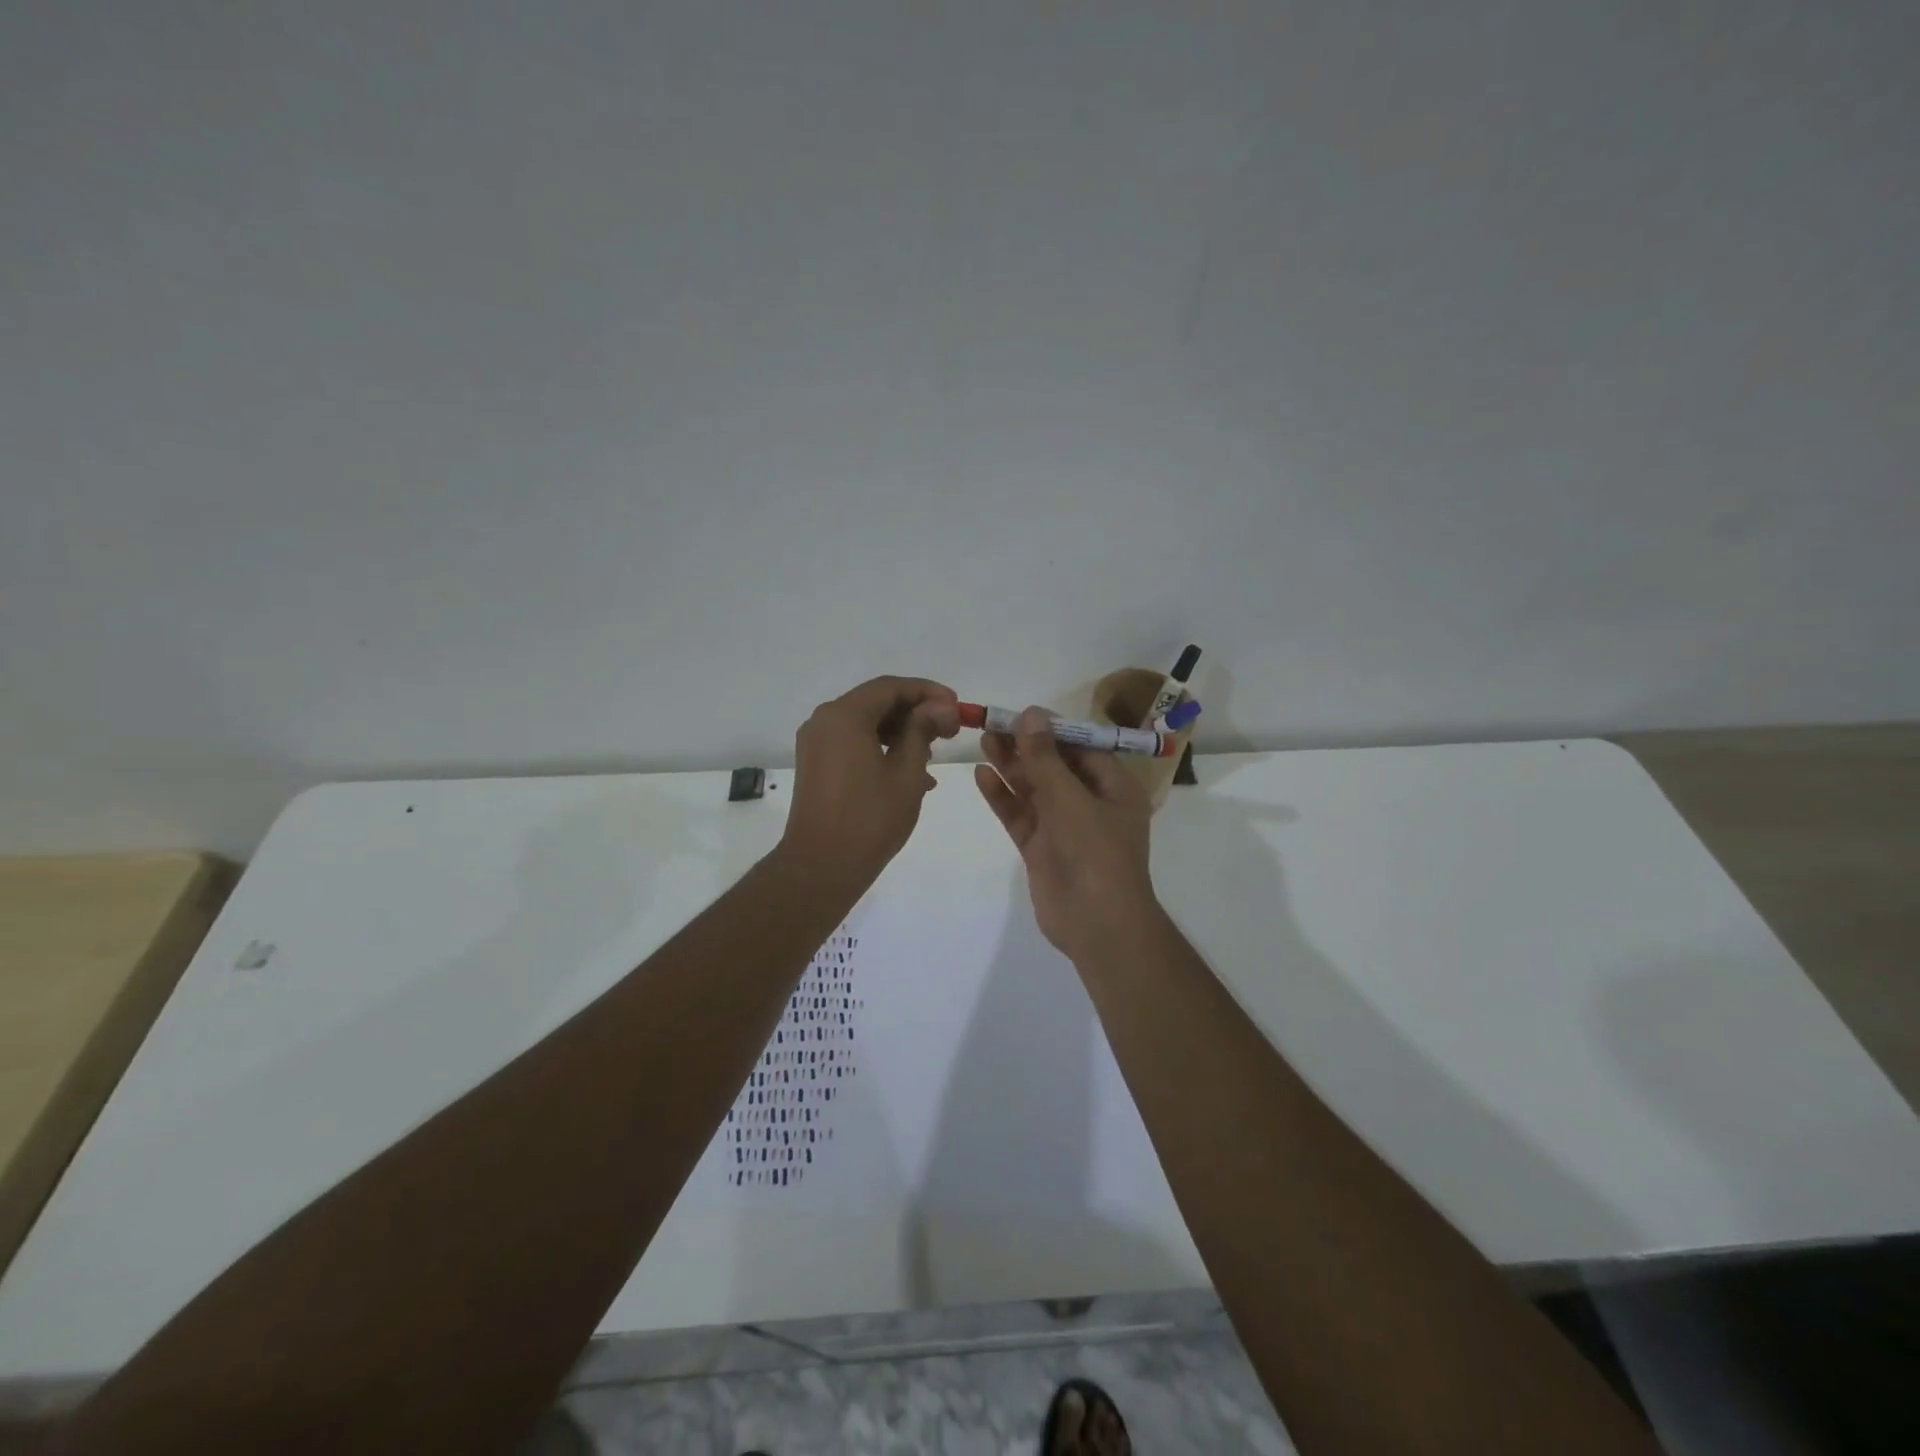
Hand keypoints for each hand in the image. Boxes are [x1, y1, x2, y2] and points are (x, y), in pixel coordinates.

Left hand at [779, 676, 960, 890]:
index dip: (928, 692)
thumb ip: (923, 730)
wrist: (821, 867)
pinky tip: (910, 774)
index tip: (957, 707)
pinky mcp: (816, 764)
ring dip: (901, 733)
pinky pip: (853, 743)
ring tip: (932, 755)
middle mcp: (824, 720)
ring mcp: (816, 743)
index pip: (891, 687)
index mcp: (844, 715)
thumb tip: (942, 706)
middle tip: (950, 731)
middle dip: (915, 712)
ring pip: (865, 724)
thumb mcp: (907, 772)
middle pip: (876, 702)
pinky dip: (881, 749)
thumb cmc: (870, 818)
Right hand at [974, 707, 1158, 960]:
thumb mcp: (1071, 800)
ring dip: (1011, 766)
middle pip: (1054, 766)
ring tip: (983, 740)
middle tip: (992, 724)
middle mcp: (1090, 803)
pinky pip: (1020, 815)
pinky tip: (983, 776)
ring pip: (1034, 789)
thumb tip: (1031, 714)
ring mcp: (1063, 827)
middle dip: (1025, 746)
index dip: (1052, 730)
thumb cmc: (1096, 854)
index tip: (1021, 714)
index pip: (1082, 748)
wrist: (1097, 925)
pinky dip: (1003, 797)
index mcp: (1114, 788)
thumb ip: (1046, 758)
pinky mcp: (1041, 848)